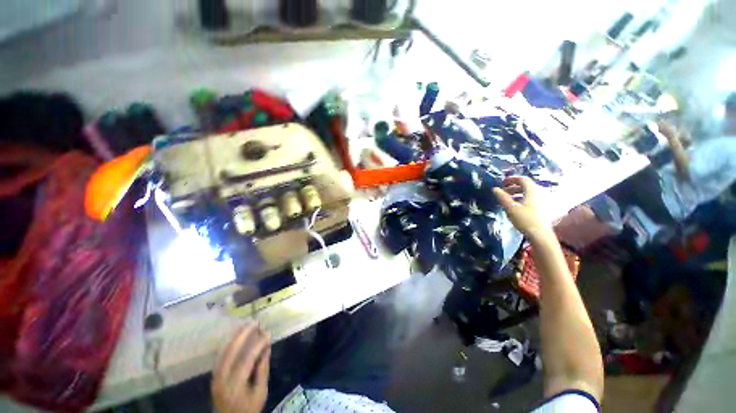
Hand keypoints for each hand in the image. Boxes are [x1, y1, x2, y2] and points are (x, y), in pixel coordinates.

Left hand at [212, 323, 270, 412]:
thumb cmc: (248, 408)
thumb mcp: (260, 392)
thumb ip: (263, 370)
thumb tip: (267, 347)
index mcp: (235, 385)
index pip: (247, 359)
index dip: (258, 344)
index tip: (268, 332)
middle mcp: (222, 379)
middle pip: (231, 352)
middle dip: (243, 335)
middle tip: (255, 322)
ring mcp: (215, 377)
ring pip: (223, 352)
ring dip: (235, 336)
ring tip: (246, 325)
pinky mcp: (214, 376)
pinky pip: (221, 355)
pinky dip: (229, 344)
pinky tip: (236, 336)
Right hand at [493, 176, 552, 241]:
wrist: (540, 235)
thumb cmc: (524, 219)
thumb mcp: (510, 207)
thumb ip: (502, 197)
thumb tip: (494, 188)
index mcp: (533, 190)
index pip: (522, 179)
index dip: (511, 179)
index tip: (501, 183)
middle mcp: (540, 192)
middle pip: (526, 185)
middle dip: (513, 187)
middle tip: (502, 192)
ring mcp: (543, 200)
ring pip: (528, 193)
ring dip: (517, 193)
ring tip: (507, 200)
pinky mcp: (544, 208)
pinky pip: (532, 199)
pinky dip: (522, 199)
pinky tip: (516, 207)